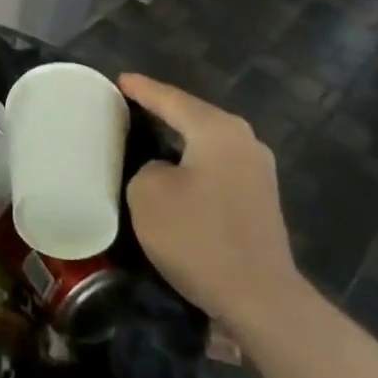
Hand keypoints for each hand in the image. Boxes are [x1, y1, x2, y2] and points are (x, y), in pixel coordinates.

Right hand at [119, 73, 303, 339]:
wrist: (259, 298)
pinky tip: (173, 170)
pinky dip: (192, 162)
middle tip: (128, 105)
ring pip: (206, 142)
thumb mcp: (147, 193)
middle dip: (162, 109)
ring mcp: (257, 170)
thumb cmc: (197, 237)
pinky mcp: (259, 199)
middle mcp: (244, 141)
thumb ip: (145, 167)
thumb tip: (161, 170)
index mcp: (218, 130)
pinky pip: (216, 166)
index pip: (171, 99)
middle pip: (193, 116)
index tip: (118, 79)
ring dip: (178, 138)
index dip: (141, 89)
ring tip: (146, 134)